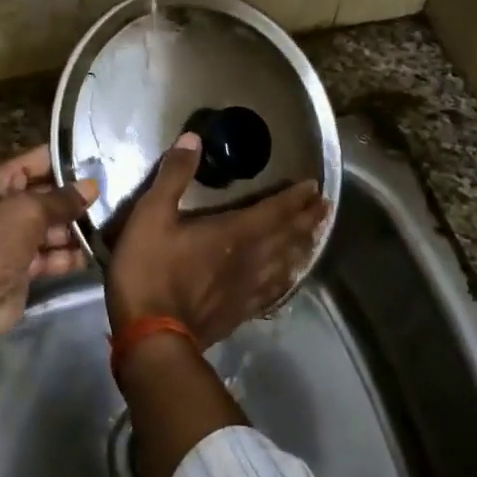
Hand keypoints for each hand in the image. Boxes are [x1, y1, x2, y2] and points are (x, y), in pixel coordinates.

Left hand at [0, 145, 97, 342]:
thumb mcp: (28, 212)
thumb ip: (62, 199)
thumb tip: (92, 186)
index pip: (31, 162)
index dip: (62, 160)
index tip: (98, 159)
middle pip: (43, 196)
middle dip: (74, 198)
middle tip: (113, 194)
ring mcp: (10, 239)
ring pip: (49, 228)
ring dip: (75, 228)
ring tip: (111, 223)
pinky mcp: (20, 269)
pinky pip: (50, 256)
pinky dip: (69, 255)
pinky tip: (96, 251)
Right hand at [107, 132, 327, 347]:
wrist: (151, 337)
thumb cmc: (149, 271)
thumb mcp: (151, 215)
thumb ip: (174, 176)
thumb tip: (193, 139)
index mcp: (233, 233)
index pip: (274, 211)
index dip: (295, 197)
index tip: (314, 186)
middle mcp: (249, 260)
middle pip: (287, 236)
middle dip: (307, 219)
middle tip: (326, 207)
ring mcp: (246, 290)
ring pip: (284, 264)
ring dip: (303, 247)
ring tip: (316, 236)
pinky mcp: (238, 313)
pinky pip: (271, 292)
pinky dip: (285, 280)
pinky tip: (288, 280)